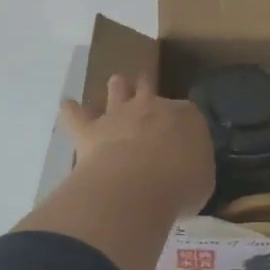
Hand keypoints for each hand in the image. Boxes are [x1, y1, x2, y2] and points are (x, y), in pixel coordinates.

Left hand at [59, 74, 214, 220]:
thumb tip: (188, 172)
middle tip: (147, 89)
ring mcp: (119, 115)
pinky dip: (71, 111)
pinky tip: (67, 105)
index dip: (183, 122)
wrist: (138, 185)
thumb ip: (194, 169)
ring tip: (116, 84)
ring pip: (117, 90)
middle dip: (148, 88)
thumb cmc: (181, 184)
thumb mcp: (203, 181)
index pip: (187, 113)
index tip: (183, 134)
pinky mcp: (90, 130)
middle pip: (149, 88)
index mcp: (186, 117)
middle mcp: (152, 107)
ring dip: (117, 88)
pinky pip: (76, 115)